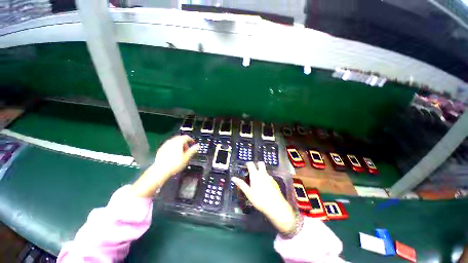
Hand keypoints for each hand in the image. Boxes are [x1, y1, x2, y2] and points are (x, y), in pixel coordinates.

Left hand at [131, 135, 198, 197]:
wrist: (160, 170)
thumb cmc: (175, 164)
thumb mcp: (186, 157)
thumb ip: (192, 150)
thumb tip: (197, 146)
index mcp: (178, 142)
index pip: (186, 137)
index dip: (191, 139)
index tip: (193, 143)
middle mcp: (171, 141)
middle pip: (180, 138)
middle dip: (185, 142)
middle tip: (187, 149)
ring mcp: (165, 144)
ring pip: (174, 141)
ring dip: (179, 144)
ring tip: (181, 152)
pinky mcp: (161, 149)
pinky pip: (169, 144)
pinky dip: (173, 146)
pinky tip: (174, 154)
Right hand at [231, 162, 295, 232]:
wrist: (276, 206)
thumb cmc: (259, 200)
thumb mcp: (248, 193)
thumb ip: (241, 184)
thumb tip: (233, 178)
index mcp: (255, 175)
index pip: (251, 164)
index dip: (248, 164)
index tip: (245, 167)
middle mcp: (263, 174)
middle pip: (260, 163)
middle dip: (257, 164)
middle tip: (253, 171)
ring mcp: (270, 177)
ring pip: (265, 170)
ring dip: (261, 172)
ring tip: (258, 181)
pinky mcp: (275, 182)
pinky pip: (269, 177)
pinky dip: (266, 178)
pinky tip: (265, 187)